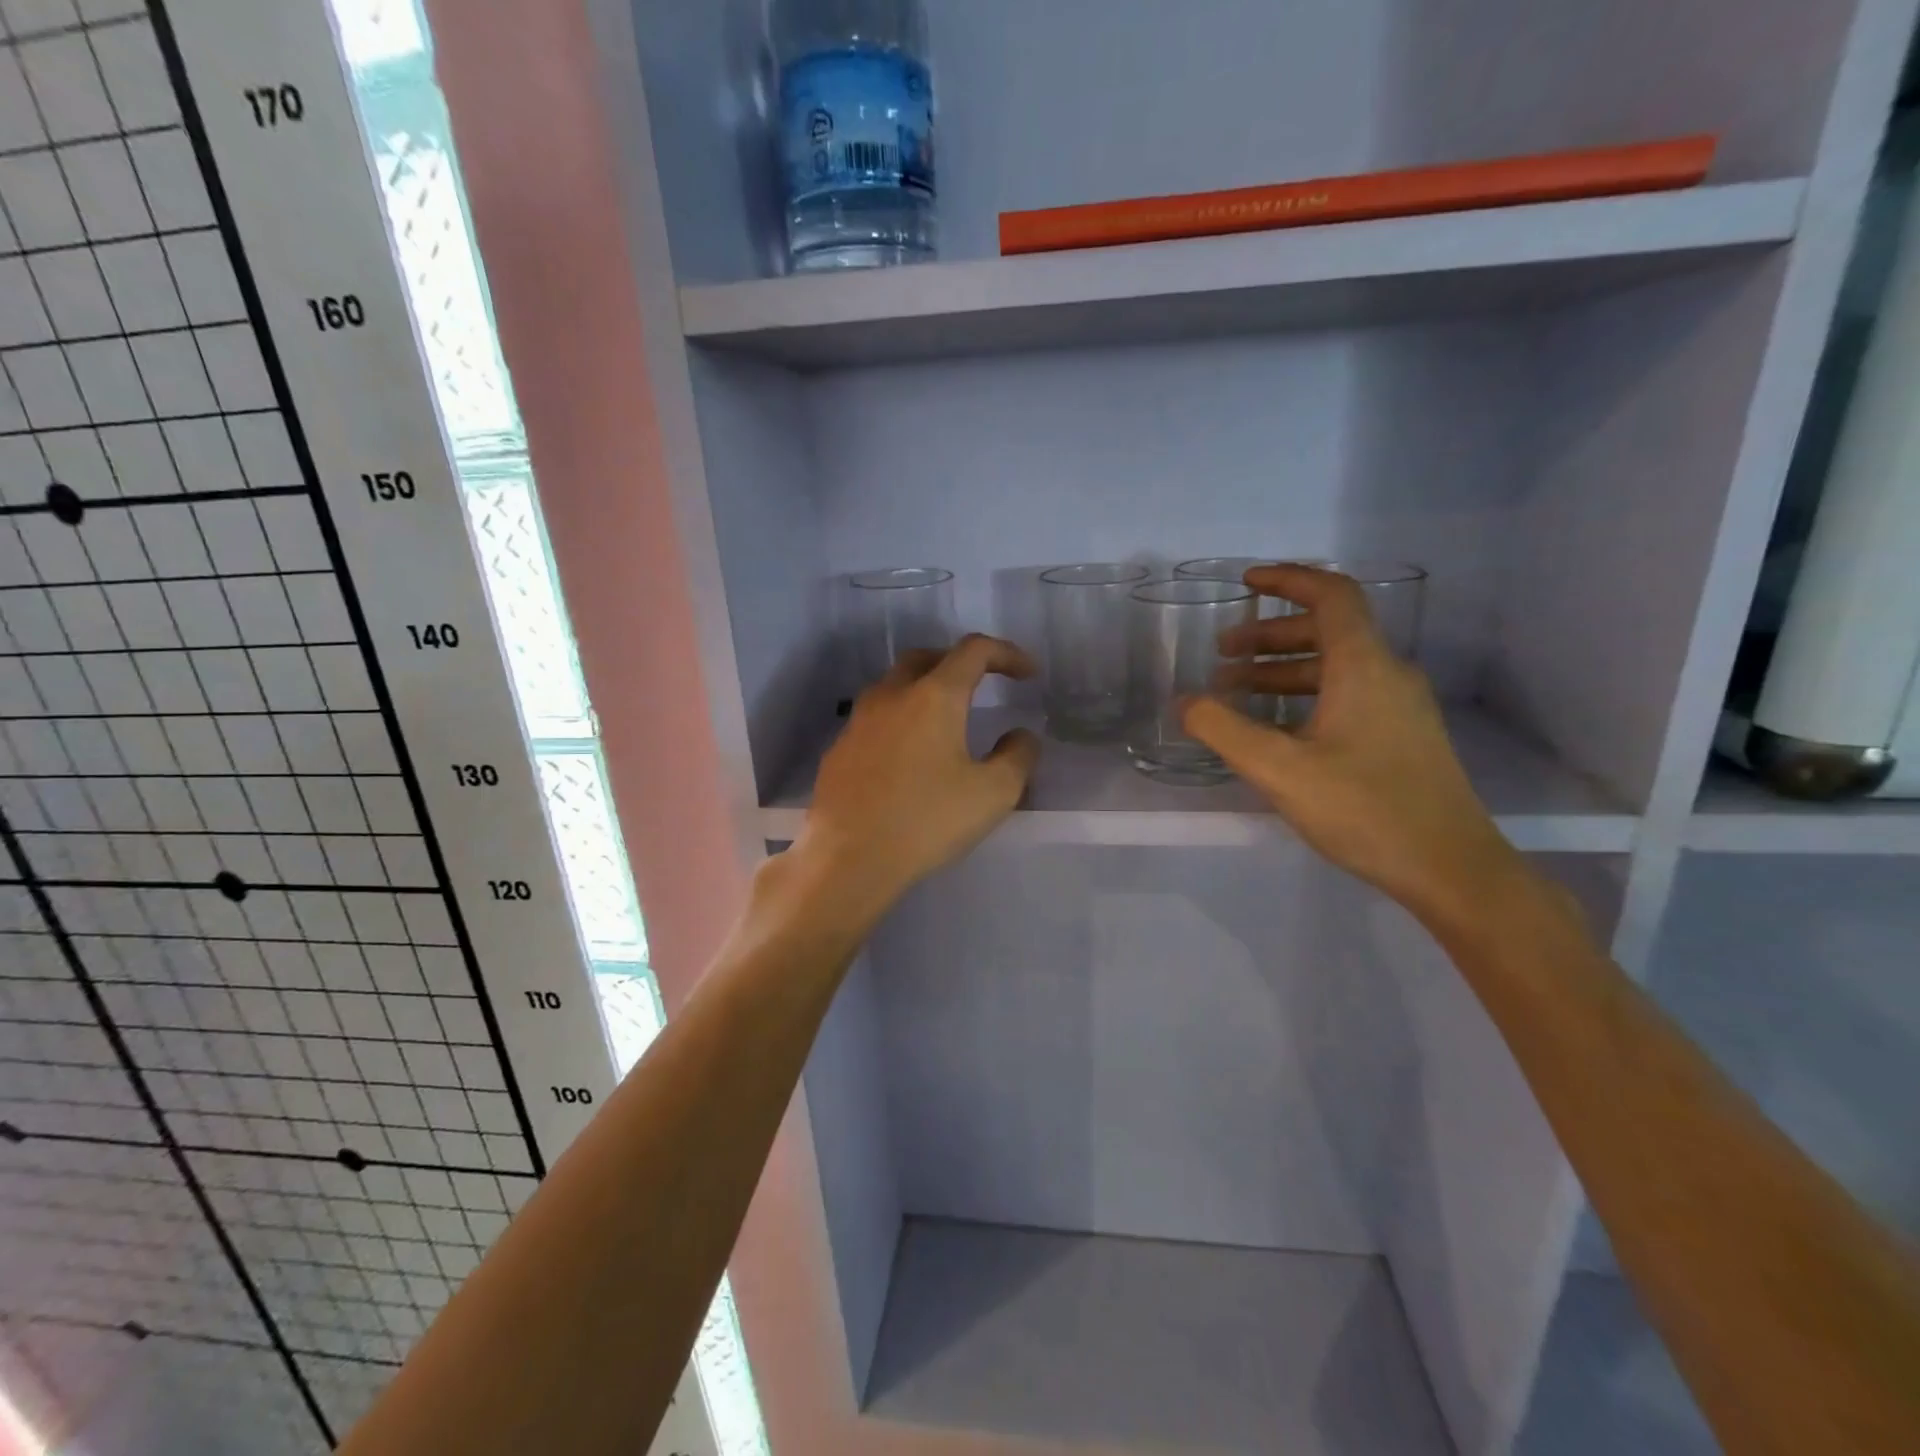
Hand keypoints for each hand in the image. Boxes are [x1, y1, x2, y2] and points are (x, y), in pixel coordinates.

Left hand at [797, 634, 1041, 923]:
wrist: (847, 859)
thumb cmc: (926, 821)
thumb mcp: (993, 793)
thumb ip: (1017, 756)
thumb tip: (1021, 736)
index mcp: (934, 696)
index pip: (974, 651)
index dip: (1007, 654)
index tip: (1027, 674)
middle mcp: (891, 695)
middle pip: (927, 658)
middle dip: (959, 663)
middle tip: (981, 686)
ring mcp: (858, 721)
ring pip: (894, 686)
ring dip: (924, 689)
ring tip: (944, 720)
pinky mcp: (838, 749)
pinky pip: (874, 719)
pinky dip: (899, 721)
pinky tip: (907, 756)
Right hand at [1183, 566, 1524, 926]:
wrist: (1450, 867)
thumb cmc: (1364, 809)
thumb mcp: (1279, 770)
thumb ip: (1224, 730)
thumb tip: (1185, 702)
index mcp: (1363, 667)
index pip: (1331, 595)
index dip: (1287, 580)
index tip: (1245, 583)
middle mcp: (1388, 673)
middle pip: (1328, 630)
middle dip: (1270, 635)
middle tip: (1222, 654)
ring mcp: (1400, 706)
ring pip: (1335, 666)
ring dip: (1282, 669)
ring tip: (1235, 691)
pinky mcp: (1402, 735)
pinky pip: (1347, 694)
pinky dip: (1304, 695)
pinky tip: (1275, 727)